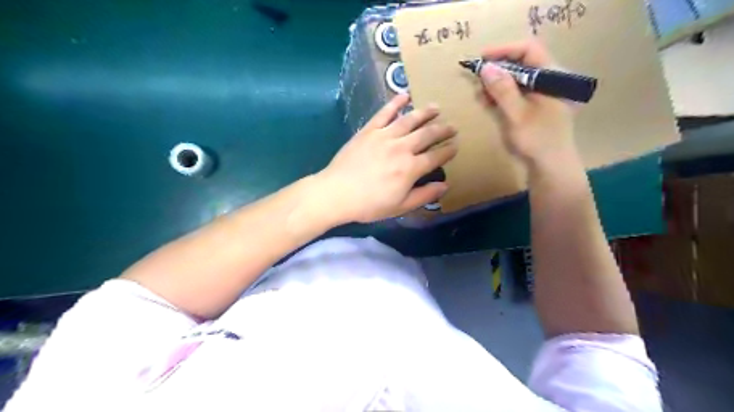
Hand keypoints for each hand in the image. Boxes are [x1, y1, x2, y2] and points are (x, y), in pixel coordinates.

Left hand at [317, 94, 457, 222]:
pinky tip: (405, 95)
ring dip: (425, 113)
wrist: (337, 193)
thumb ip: (424, 195)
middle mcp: (402, 148)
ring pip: (410, 120)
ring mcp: (385, 136)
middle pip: (427, 135)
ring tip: (436, 107)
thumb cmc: (369, 204)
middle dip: (442, 130)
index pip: (435, 156)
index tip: (456, 145)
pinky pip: (384, 113)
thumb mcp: (400, 207)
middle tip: (452, 126)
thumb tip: (445, 186)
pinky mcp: (369, 130)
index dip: (448, 151)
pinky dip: (395, 102)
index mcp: (411, 168)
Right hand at [482, 38, 578, 169]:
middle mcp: (550, 80)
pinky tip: (489, 102)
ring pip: (518, 77)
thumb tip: (485, 67)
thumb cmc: (537, 141)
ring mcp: (543, 93)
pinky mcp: (536, 105)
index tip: (481, 58)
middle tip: (478, 79)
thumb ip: (503, 90)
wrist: (551, 167)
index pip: (529, 50)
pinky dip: (502, 94)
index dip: (504, 50)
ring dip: (497, 82)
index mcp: (553, 77)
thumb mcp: (517, 115)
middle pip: (523, 62)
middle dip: (498, 68)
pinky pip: (517, 91)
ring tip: (481, 94)